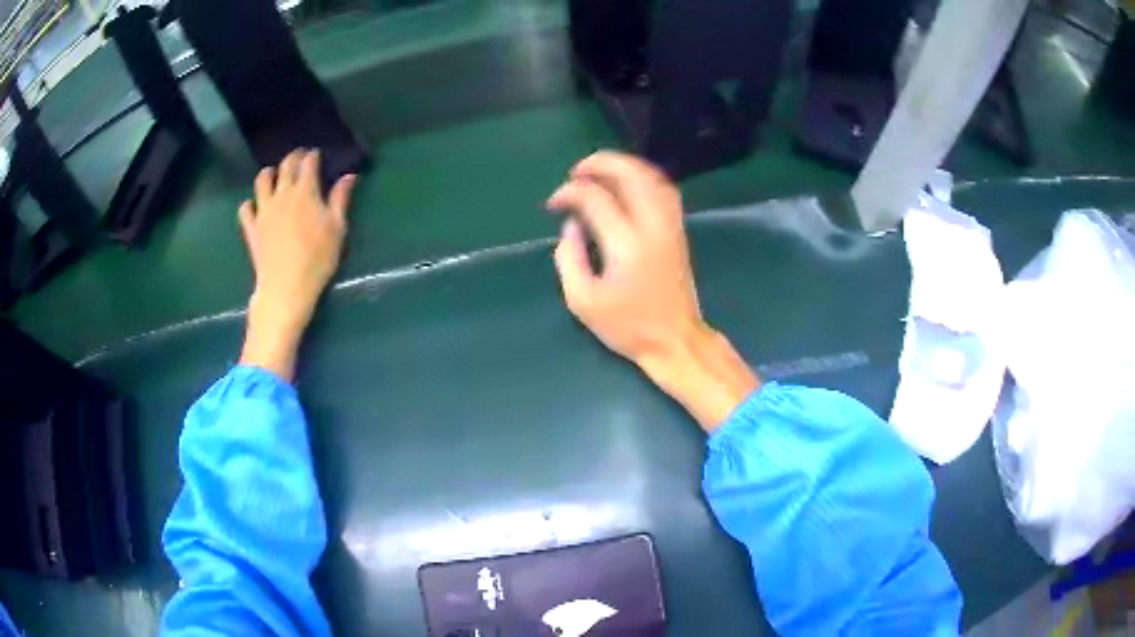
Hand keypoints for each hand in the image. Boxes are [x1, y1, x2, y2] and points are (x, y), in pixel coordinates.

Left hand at [238, 149, 357, 379]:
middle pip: (285, 166)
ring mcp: (263, 210)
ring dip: (269, 173)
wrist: (286, 287)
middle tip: (299, 158)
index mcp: (306, 191)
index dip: (313, 155)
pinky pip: (245, 209)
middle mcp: (282, 194)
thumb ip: (341, 199)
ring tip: (274, 175)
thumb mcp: (337, 228)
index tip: (317, 154)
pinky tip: (255, 206)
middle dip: (293, 157)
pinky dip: (250, 204)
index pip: (309, 163)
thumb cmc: (317, 259)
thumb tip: (349, 176)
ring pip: (262, 180)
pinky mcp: (251, 228)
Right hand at [548, 151, 757, 429]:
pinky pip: (664, 189)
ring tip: (598, 170)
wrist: (675, 340)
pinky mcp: (678, 231)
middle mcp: (653, 226)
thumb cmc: (628, 326)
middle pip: (630, 174)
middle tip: (576, 171)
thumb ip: (569, 258)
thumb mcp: (583, 301)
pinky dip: (643, 177)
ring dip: (624, 165)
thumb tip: (572, 226)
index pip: (595, 198)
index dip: (569, 193)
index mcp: (627, 244)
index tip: (554, 204)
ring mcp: (671, 226)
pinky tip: (627, 183)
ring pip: (652, 177)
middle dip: (599, 163)